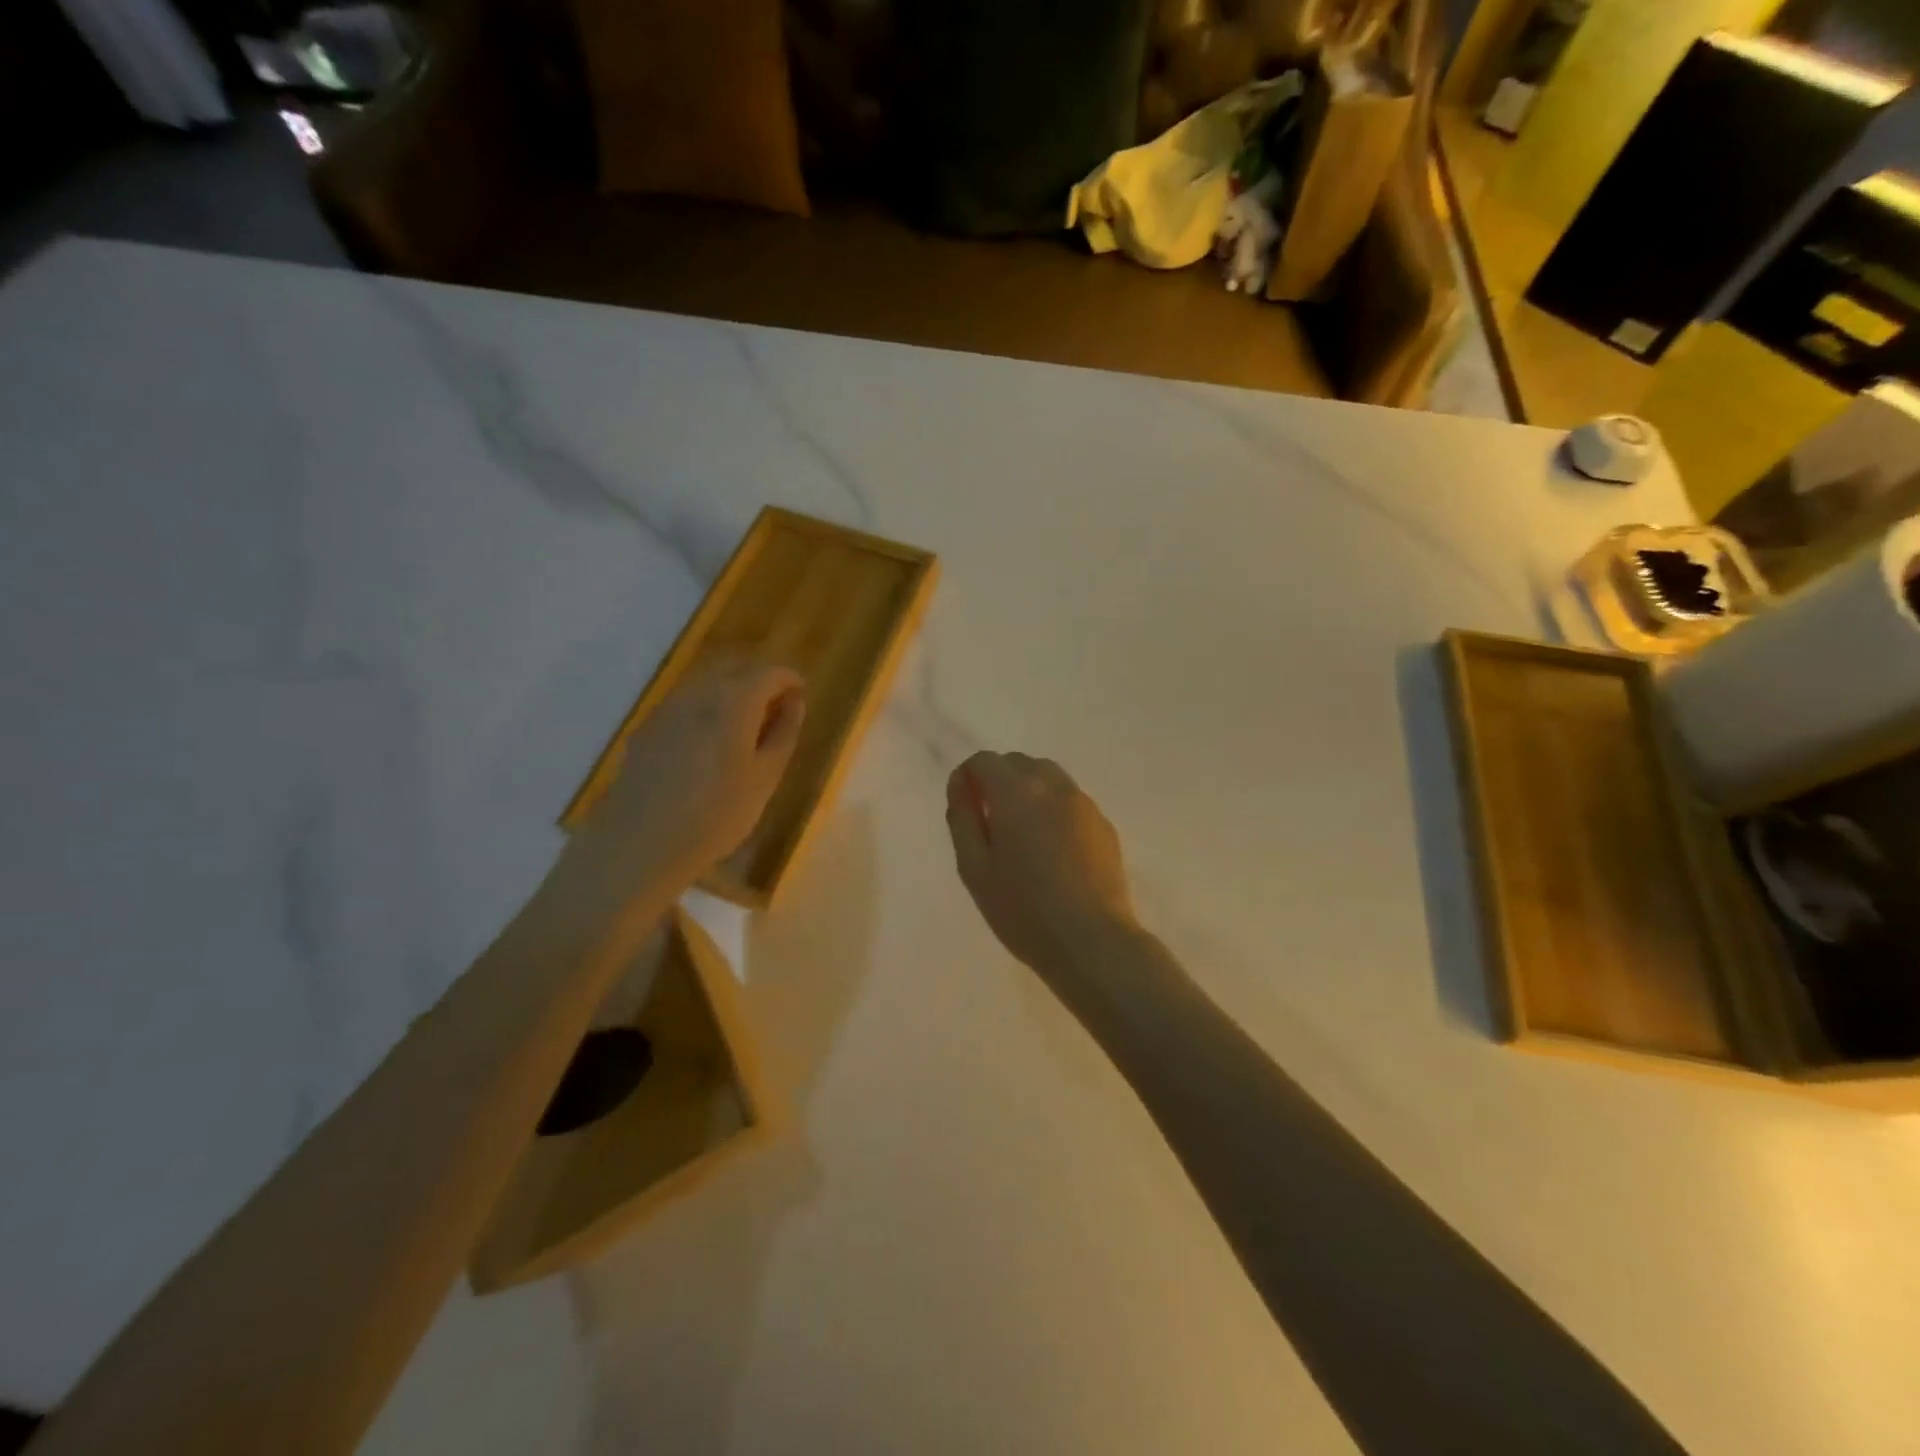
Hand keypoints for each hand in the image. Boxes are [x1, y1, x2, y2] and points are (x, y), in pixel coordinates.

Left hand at [571, 659, 805, 897]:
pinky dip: (706, 709)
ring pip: (707, 682)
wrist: (640, 844)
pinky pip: (685, 702)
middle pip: (735, 668)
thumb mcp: (765, 779)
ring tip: (744, 728)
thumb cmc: (716, 815)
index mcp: (734, 701)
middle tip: (776, 710)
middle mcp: (699, 692)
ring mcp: (667, 707)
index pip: (769, 672)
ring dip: (731, 693)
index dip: (790, 680)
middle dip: (760, 681)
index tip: (801, 697)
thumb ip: (783, 734)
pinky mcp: (647, 727)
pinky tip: (708, 743)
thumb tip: (795, 704)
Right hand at [945, 752, 1136, 974]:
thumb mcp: (974, 867)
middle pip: (1018, 763)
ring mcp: (1083, 803)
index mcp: (1016, 793)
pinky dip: (1053, 809)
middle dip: (998, 780)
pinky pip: (1070, 801)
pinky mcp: (1104, 824)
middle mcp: (1052, 786)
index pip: (985, 761)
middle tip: (990, 823)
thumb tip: (960, 783)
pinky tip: (1052, 850)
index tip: (964, 807)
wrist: (1091, 940)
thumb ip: (962, 817)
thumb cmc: (1022, 909)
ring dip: (1028, 791)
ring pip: (1048, 777)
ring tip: (1022, 835)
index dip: (968, 777)